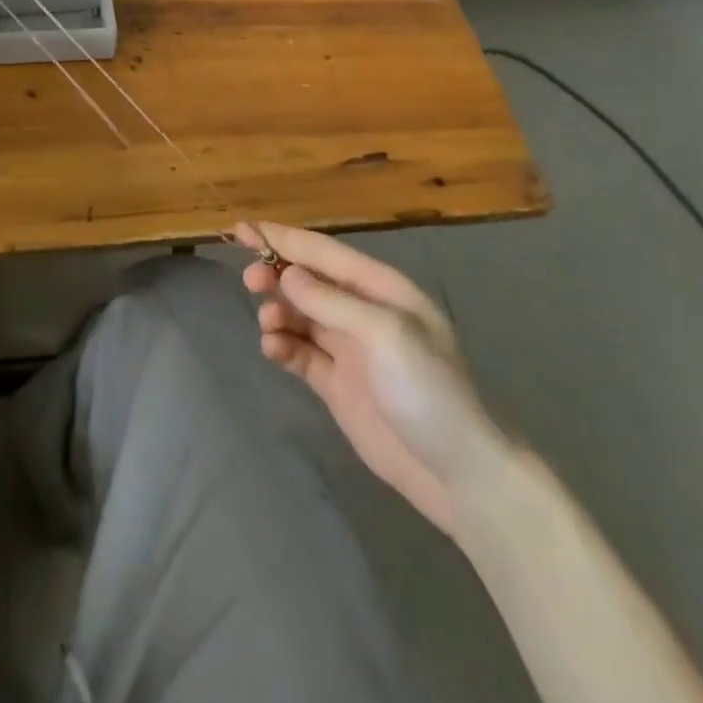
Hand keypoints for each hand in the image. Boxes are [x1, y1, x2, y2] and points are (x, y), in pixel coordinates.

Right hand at [240, 221, 510, 533]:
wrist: (458, 474)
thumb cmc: (428, 389)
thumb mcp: (385, 334)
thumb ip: (331, 302)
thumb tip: (287, 275)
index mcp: (381, 290)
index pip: (324, 253)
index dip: (284, 239)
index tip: (245, 228)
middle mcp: (362, 312)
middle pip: (308, 282)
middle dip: (277, 274)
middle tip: (249, 279)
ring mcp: (349, 350)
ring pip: (300, 315)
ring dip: (278, 311)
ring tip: (268, 323)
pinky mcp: (337, 384)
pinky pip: (300, 352)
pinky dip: (282, 345)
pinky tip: (273, 349)